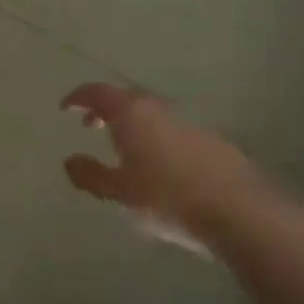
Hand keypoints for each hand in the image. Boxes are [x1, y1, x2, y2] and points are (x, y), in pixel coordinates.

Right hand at [61, 83, 256, 245]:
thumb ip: (90, 175)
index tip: (65, 108)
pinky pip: (172, 130)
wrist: (238, 211)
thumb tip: (69, 161)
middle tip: (91, 126)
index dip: (79, 98)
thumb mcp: (119, 192)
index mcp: (132, 114)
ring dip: (132, 124)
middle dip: (106, 109)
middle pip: (127, 99)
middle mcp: (160, 110)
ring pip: (152, 114)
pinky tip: (156, 164)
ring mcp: (189, 124)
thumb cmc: (166, 198)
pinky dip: (154, 137)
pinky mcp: (211, 141)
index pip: (98, 93)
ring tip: (121, 147)